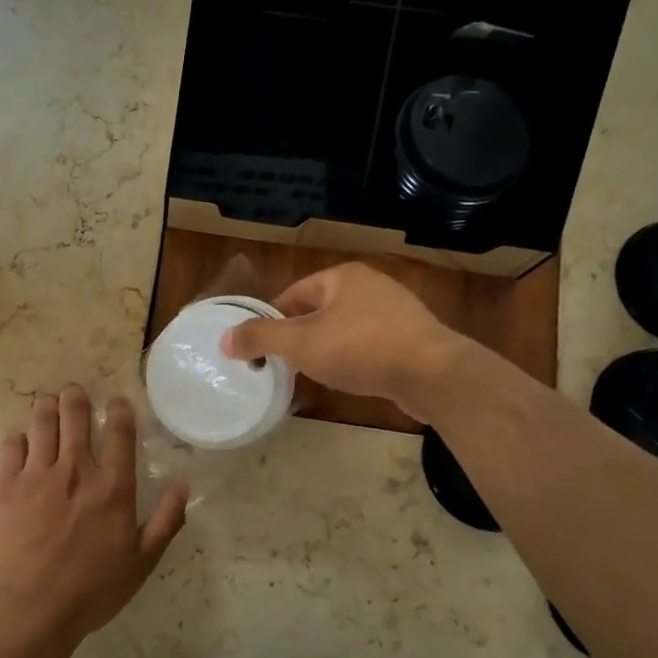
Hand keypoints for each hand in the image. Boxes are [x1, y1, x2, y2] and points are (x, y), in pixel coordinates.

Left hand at [0, 385, 187, 651]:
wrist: (32, 607)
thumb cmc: (92, 589)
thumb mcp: (142, 561)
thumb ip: (166, 520)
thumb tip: (183, 483)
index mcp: (112, 486)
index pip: (119, 432)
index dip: (119, 409)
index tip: (116, 400)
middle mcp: (75, 469)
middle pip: (75, 415)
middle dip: (75, 396)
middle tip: (74, 391)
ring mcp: (37, 474)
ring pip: (41, 422)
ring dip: (46, 405)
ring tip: (48, 400)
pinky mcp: (6, 485)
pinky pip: (11, 446)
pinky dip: (18, 436)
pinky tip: (21, 438)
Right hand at [222, 263, 469, 420]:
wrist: (432, 373)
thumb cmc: (360, 348)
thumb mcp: (300, 343)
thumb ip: (260, 338)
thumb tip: (225, 339)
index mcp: (342, 277)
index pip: (293, 294)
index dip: (272, 321)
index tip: (261, 349)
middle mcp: (370, 286)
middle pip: (319, 311)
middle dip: (299, 337)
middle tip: (283, 365)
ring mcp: (396, 311)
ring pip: (345, 329)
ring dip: (326, 350)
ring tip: (312, 375)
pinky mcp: (412, 338)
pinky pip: (370, 345)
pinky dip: (354, 360)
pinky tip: (349, 380)